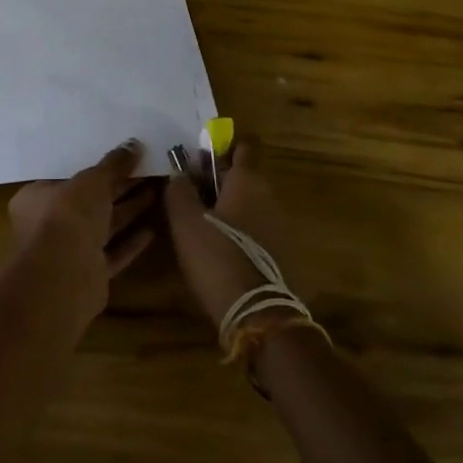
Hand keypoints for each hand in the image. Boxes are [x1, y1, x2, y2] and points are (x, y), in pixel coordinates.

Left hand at [7, 141, 157, 325]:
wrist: (65, 276)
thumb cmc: (68, 215)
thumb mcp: (92, 180)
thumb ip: (113, 164)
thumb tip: (133, 144)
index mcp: (36, 198)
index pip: (67, 178)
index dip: (95, 168)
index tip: (120, 159)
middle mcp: (49, 224)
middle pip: (89, 202)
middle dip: (118, 188)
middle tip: (147, 172)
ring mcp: (69, 252)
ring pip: (103, 227)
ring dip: (128, 211)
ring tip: (156, 193)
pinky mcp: (89, 274)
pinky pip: (113, 253)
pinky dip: (130, 242)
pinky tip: (152, 230)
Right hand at [163, 137, 297, 334]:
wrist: (260, 316)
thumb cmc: (217, 258)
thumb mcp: (185, 222)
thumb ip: (179, 190)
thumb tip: (179, 173)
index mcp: (248, 181)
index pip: (242, 146)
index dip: (221, 146)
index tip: (198, 156)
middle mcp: (269, 197)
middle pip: (243, 176)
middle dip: (217, 180)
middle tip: (188, 194)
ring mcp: (280, 227)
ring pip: (249, 204)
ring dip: (227, 208)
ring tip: (199, 226)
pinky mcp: (283, 255)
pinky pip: (257, 230)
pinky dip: (239, 232)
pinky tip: (219, 251)